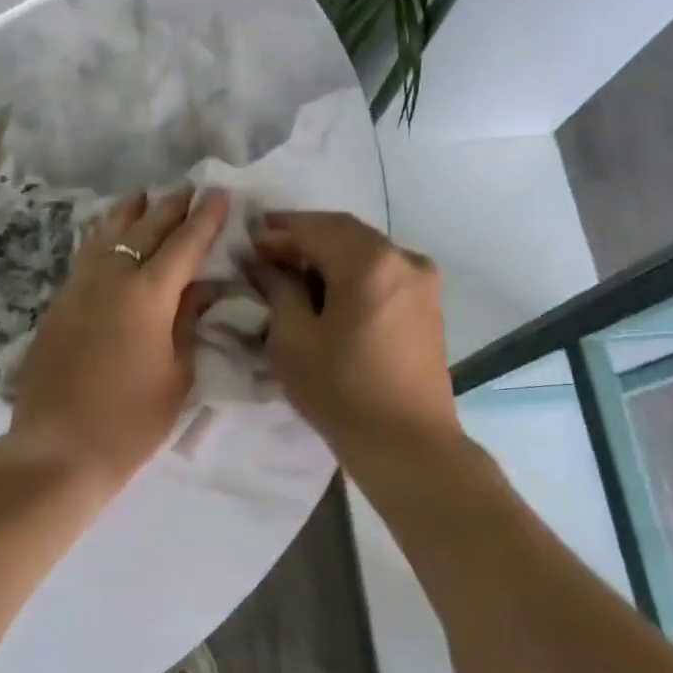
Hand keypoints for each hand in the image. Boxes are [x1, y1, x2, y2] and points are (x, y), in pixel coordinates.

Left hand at [1, 189, 229, 494]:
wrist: (58, 448)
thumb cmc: (130, 421)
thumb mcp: (176, 376)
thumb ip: (188, 324)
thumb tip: (200, 289)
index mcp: (148, 295)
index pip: (184, 245)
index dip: (206, 219)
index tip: (220, 194)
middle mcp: (111, 279)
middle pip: (143, 231)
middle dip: (169, 208)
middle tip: (187, 190)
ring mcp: (78, 289)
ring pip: (106, 236)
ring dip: (128, 214)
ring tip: (142, 197)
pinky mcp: (57, 305)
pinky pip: (85, 256)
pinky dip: (101, 238)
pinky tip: (105, 236)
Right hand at [247, 212, 459, 459]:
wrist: (407, 444)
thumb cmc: (341, 391)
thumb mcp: (292, 339)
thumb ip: (276, 290)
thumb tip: (261, 263)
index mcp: (371, 262)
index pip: (315, 227)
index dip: (276, 231)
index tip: (245, 242)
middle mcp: (404, 259)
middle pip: (343, 232)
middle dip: (301, 238)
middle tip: (262, 252)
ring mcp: (422, 281)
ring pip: (363, 250)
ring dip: (325, 254)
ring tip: (288, 272)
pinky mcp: (426, 304)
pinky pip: (381, 271)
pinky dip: (348, 272)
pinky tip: (324, 292)